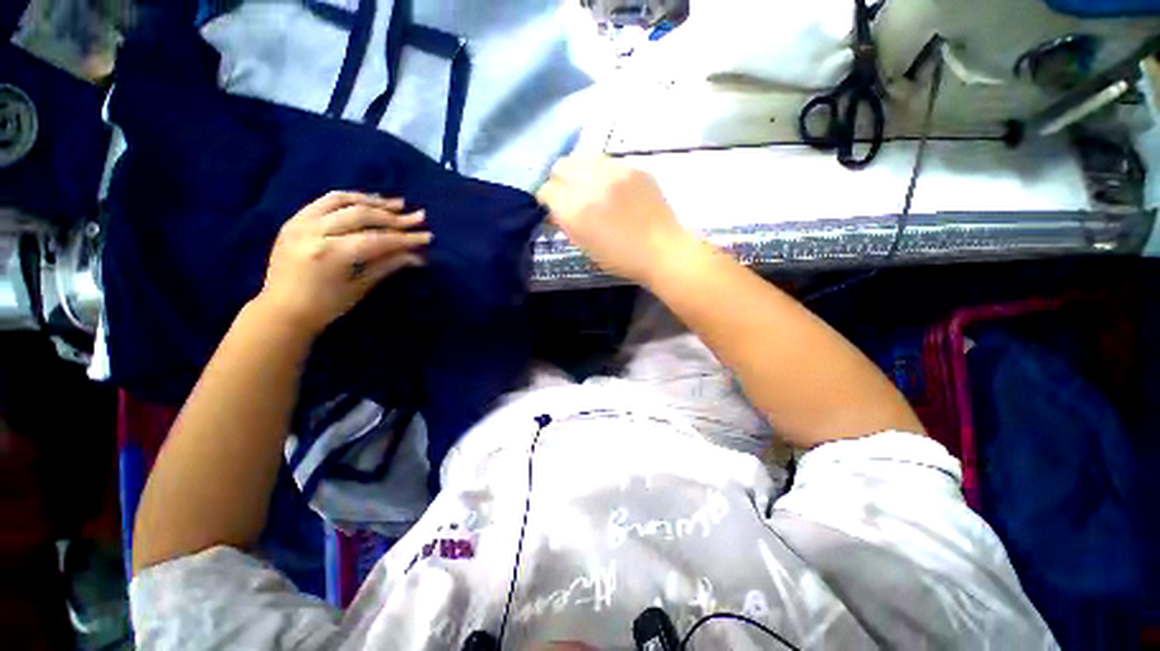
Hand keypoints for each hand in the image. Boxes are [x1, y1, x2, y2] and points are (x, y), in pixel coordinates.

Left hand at [257, 191, 431, 335]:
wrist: (280, 310)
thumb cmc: (325, 306)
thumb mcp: (360, 288)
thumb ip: (388, 265)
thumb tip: (418, 257)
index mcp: (330, 254)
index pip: (377, 239)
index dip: (405, 238)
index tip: (428, 236)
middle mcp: (313, 231)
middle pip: (361, 215)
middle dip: (394, 217)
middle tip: (419, 217)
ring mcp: (300, 222)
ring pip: (342, 200)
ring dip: (373, 202)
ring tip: (397, 204)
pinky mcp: (295, 220)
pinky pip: (325, 201)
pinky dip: (350, 199)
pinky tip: (369, 201)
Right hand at [536, 154, 694, 286]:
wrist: (661, 250)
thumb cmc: (620, 258)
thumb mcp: (585, 246)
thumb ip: (566, 223)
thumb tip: (556, 209)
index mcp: (574, 210)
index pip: (547, 190)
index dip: (548, 199)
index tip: (554, 206)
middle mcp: (589, 184)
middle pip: (561, 166)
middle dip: (560, 179)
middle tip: (570, 194)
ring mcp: (613, 171)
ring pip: (583, 156)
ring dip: (580, 171)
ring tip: (589, 186)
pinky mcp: (633, 167)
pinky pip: (607, 161)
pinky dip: (602, 172)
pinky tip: (612, 188)